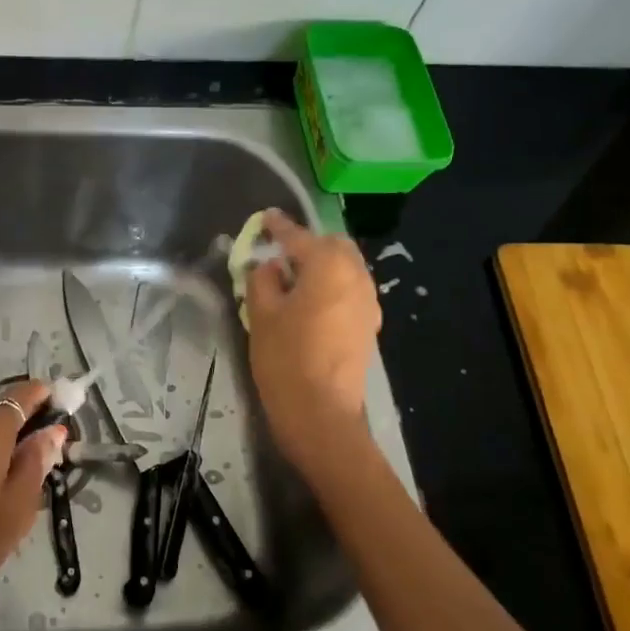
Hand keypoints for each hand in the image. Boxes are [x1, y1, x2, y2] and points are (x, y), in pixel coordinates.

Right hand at [245, 209, 380, 472]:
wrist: (322, 413)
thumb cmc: (286, 358)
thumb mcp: (261, 315)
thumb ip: (262, 280)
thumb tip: (268, 266)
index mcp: (328, 266)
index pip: (299, 237)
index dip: (279, 227)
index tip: (265, 217)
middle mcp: (356, 277)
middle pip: (333, 246)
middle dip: (307, 244)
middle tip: (278, 253)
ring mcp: (367, 302)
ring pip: (345, 268)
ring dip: (321, 265)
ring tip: (291, 279)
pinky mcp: (368, 325)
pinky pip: (349, 290)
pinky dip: (330, 285)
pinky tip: (309, 302)